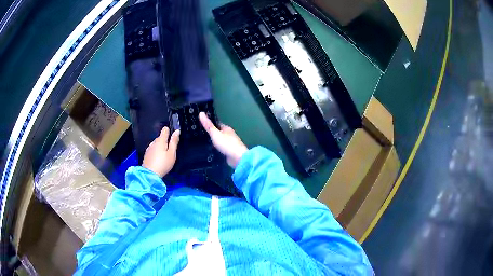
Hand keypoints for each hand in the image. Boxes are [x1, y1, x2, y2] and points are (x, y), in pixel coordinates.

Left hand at [142, 127, 179, 177]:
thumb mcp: (172, 154)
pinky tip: (158, 158)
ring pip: (156, 143)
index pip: (165, 130)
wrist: (150, 175)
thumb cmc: (163, 164)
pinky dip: (156, 151)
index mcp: (161, 140)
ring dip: (160, 146)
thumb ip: (174, 142)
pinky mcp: (146, 154)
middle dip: (165, 140)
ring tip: (164, 155)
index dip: (169, 131)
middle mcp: (154, 142)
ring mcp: (149, 148)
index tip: (173, 137)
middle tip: (170, 149)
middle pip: (160, 137)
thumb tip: (177, 131)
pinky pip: (153, 149)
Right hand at [199, 112, 247, 167]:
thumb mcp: (215, 133)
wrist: (238, 158)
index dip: (210, 124)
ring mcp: (230, 144)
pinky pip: (221, 148)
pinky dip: (217, 148)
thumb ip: (208, 125)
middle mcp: (229, 135)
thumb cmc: (227, 144)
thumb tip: (201, 113)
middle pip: (219, 132)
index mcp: (227, 129)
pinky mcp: (229, 152)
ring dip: (214, 141)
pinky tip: (211, 151)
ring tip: (203, 142)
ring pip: (220, 141)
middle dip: (211, 133)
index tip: (201, 124)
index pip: (217, 124)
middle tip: (200, 134)